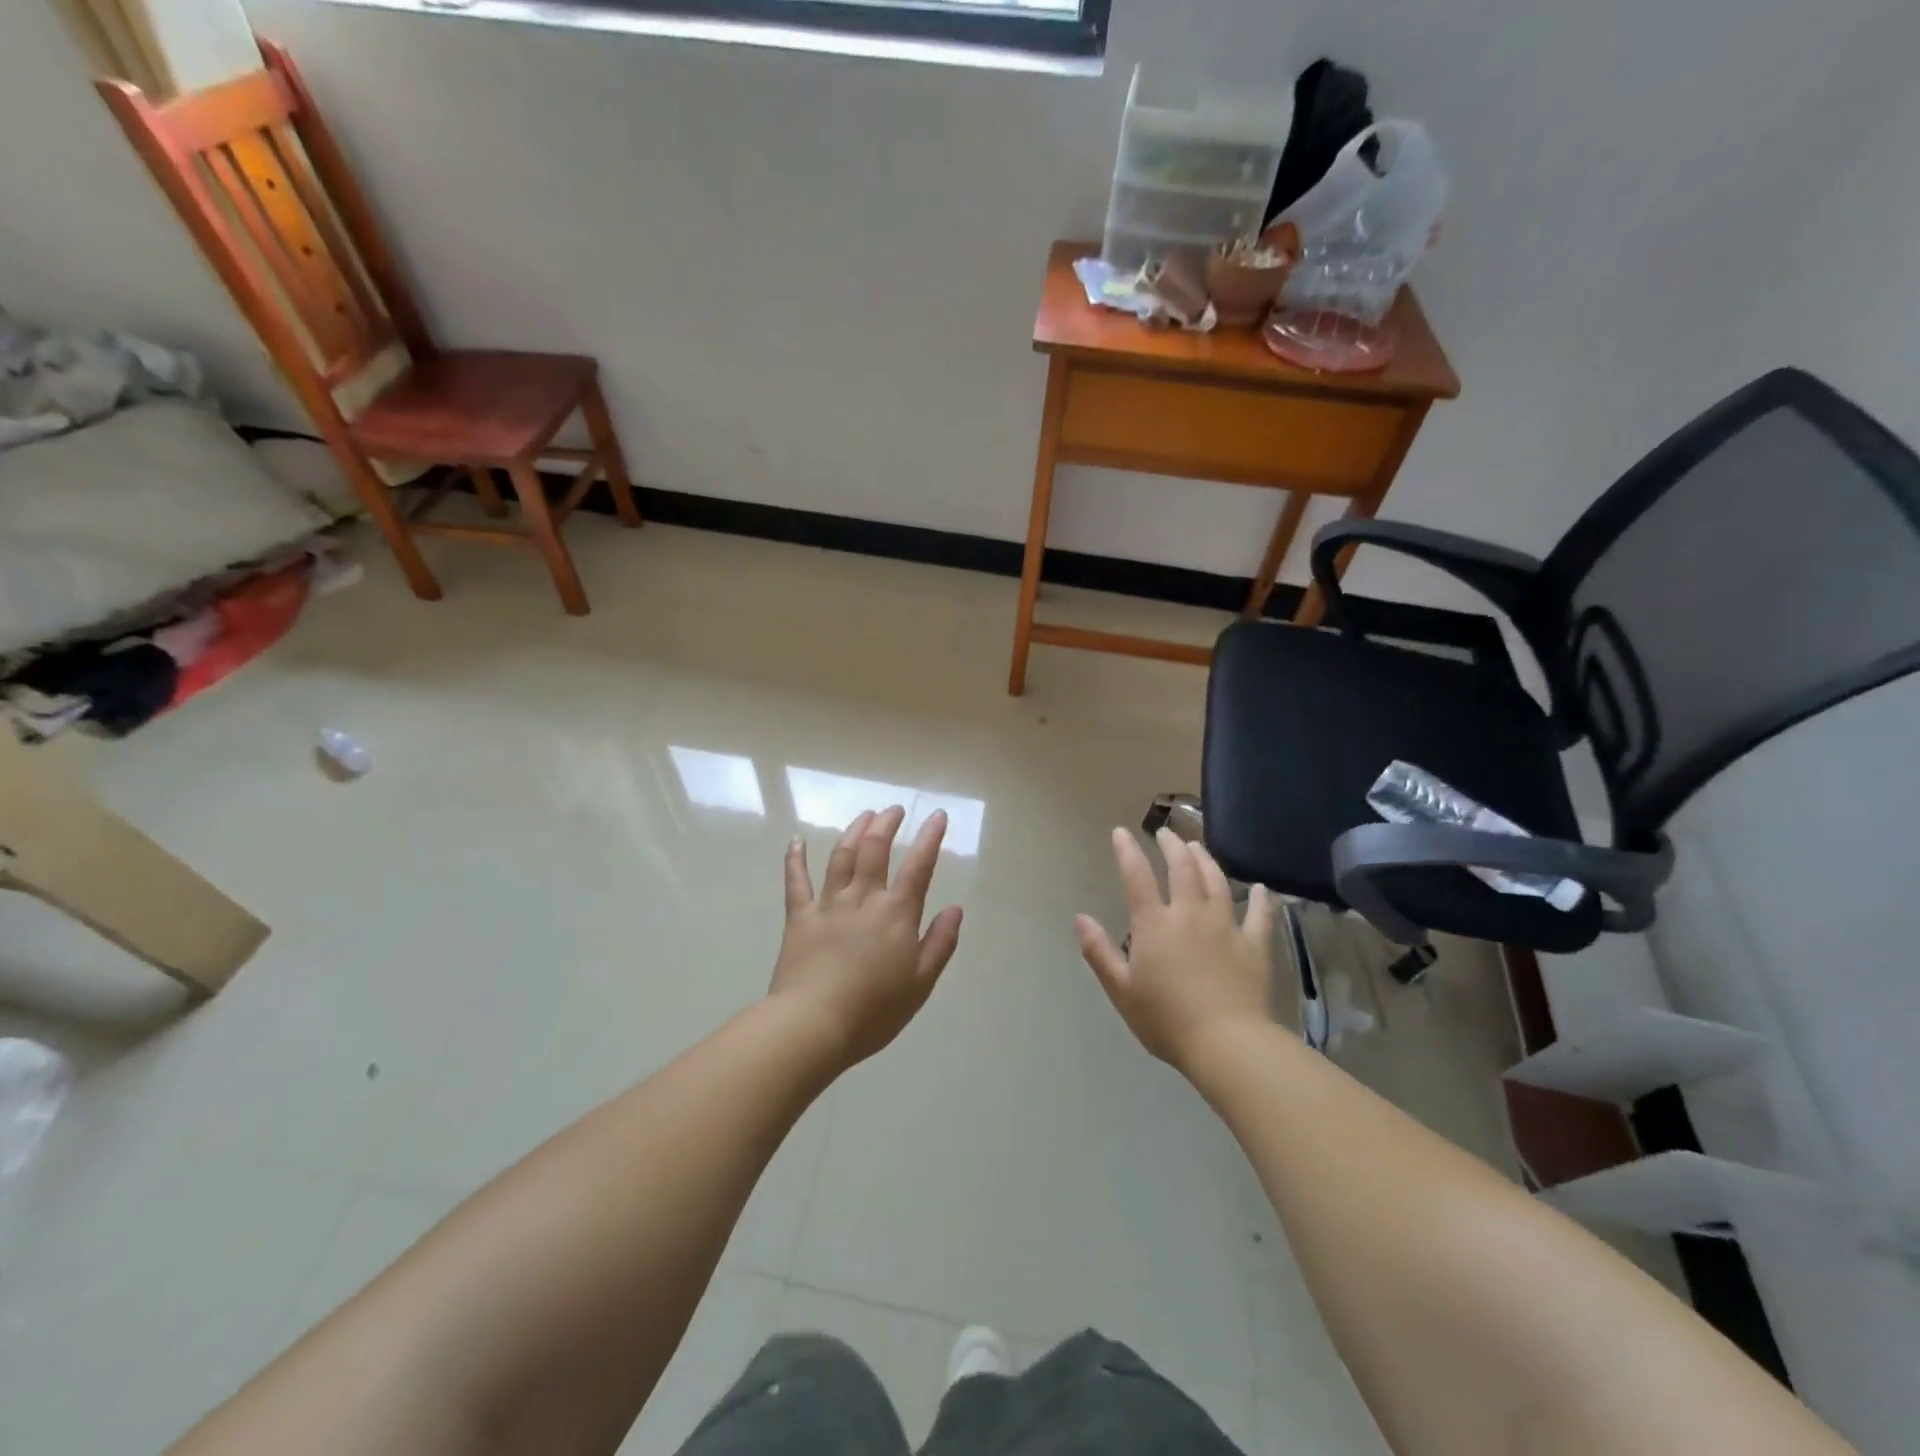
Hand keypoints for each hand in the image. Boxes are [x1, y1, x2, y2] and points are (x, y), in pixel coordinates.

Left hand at [770, 806, 963, 1069]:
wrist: (813, 1024)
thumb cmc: (874, 1011)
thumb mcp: (920, 983)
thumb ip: (940, 943)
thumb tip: (955, 909)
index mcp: (896, 914)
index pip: (918, 867)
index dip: (930, 838)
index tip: (938, 815)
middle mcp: (863, 899)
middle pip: (875, 850)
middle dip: (887, 824)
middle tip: (894, 809)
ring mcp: (828, 905)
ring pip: (841, 857)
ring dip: (853, 831)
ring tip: (864, 815)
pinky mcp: (799, 918)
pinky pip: (796, 882)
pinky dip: (795, 859)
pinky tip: (795, 841)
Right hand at [1075, 827, 1273, 1072]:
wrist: (1227, 1043)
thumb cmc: (1166, 1020)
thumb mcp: (1121, 990)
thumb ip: (1099, 952)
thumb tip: (1080, 918)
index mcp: (1154, 924)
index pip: (1136, 876)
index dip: (1128, 851)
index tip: (1121, 832)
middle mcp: (1189, 914)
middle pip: (1182, 868)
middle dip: (1172, 846)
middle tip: (1166, 833)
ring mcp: (1225, 926)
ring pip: (1216, 882)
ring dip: (1206, 860)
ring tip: (1198, 847)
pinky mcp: (1254, 945)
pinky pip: (1259, 915)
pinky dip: (1259, 899)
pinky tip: (1259, 889)